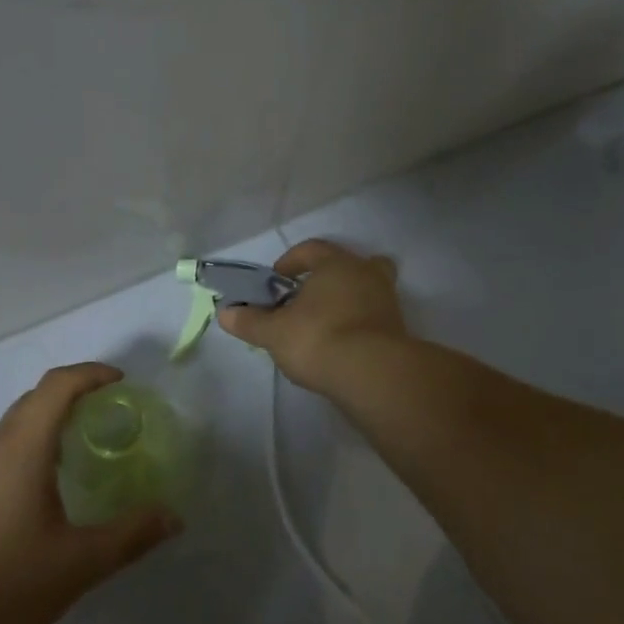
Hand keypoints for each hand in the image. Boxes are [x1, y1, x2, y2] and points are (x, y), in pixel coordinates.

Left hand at [0, 362, 181, 623]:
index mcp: (23, 448)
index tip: (124, 384)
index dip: (92, 374)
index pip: (58, 385)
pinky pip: (9, 450)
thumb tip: (172, 516)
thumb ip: (128, 537)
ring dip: (56, 420)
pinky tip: (55, 488)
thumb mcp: (76, 565)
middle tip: (116, 414)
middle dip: (78, 393)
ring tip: (92, 446)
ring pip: (20, 424)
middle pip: (38, 398)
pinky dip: (39, 446)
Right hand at [217, 239, 406, 392]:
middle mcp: (366, 273)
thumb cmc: (318, 338)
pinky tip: (342, 343)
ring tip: (324, 323)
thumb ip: (250, 321)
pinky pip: (374, 316)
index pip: (311, 249)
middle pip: (348, 265)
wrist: (372, 374)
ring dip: (347, 300)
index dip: (291, 261)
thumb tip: (225, 312)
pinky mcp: (398, 329)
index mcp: (336, 264)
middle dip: (328, 277)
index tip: (277, 279)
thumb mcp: (274, 332)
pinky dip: (359, 323)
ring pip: (366, 289)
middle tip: (308, 297)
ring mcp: (387, 301)